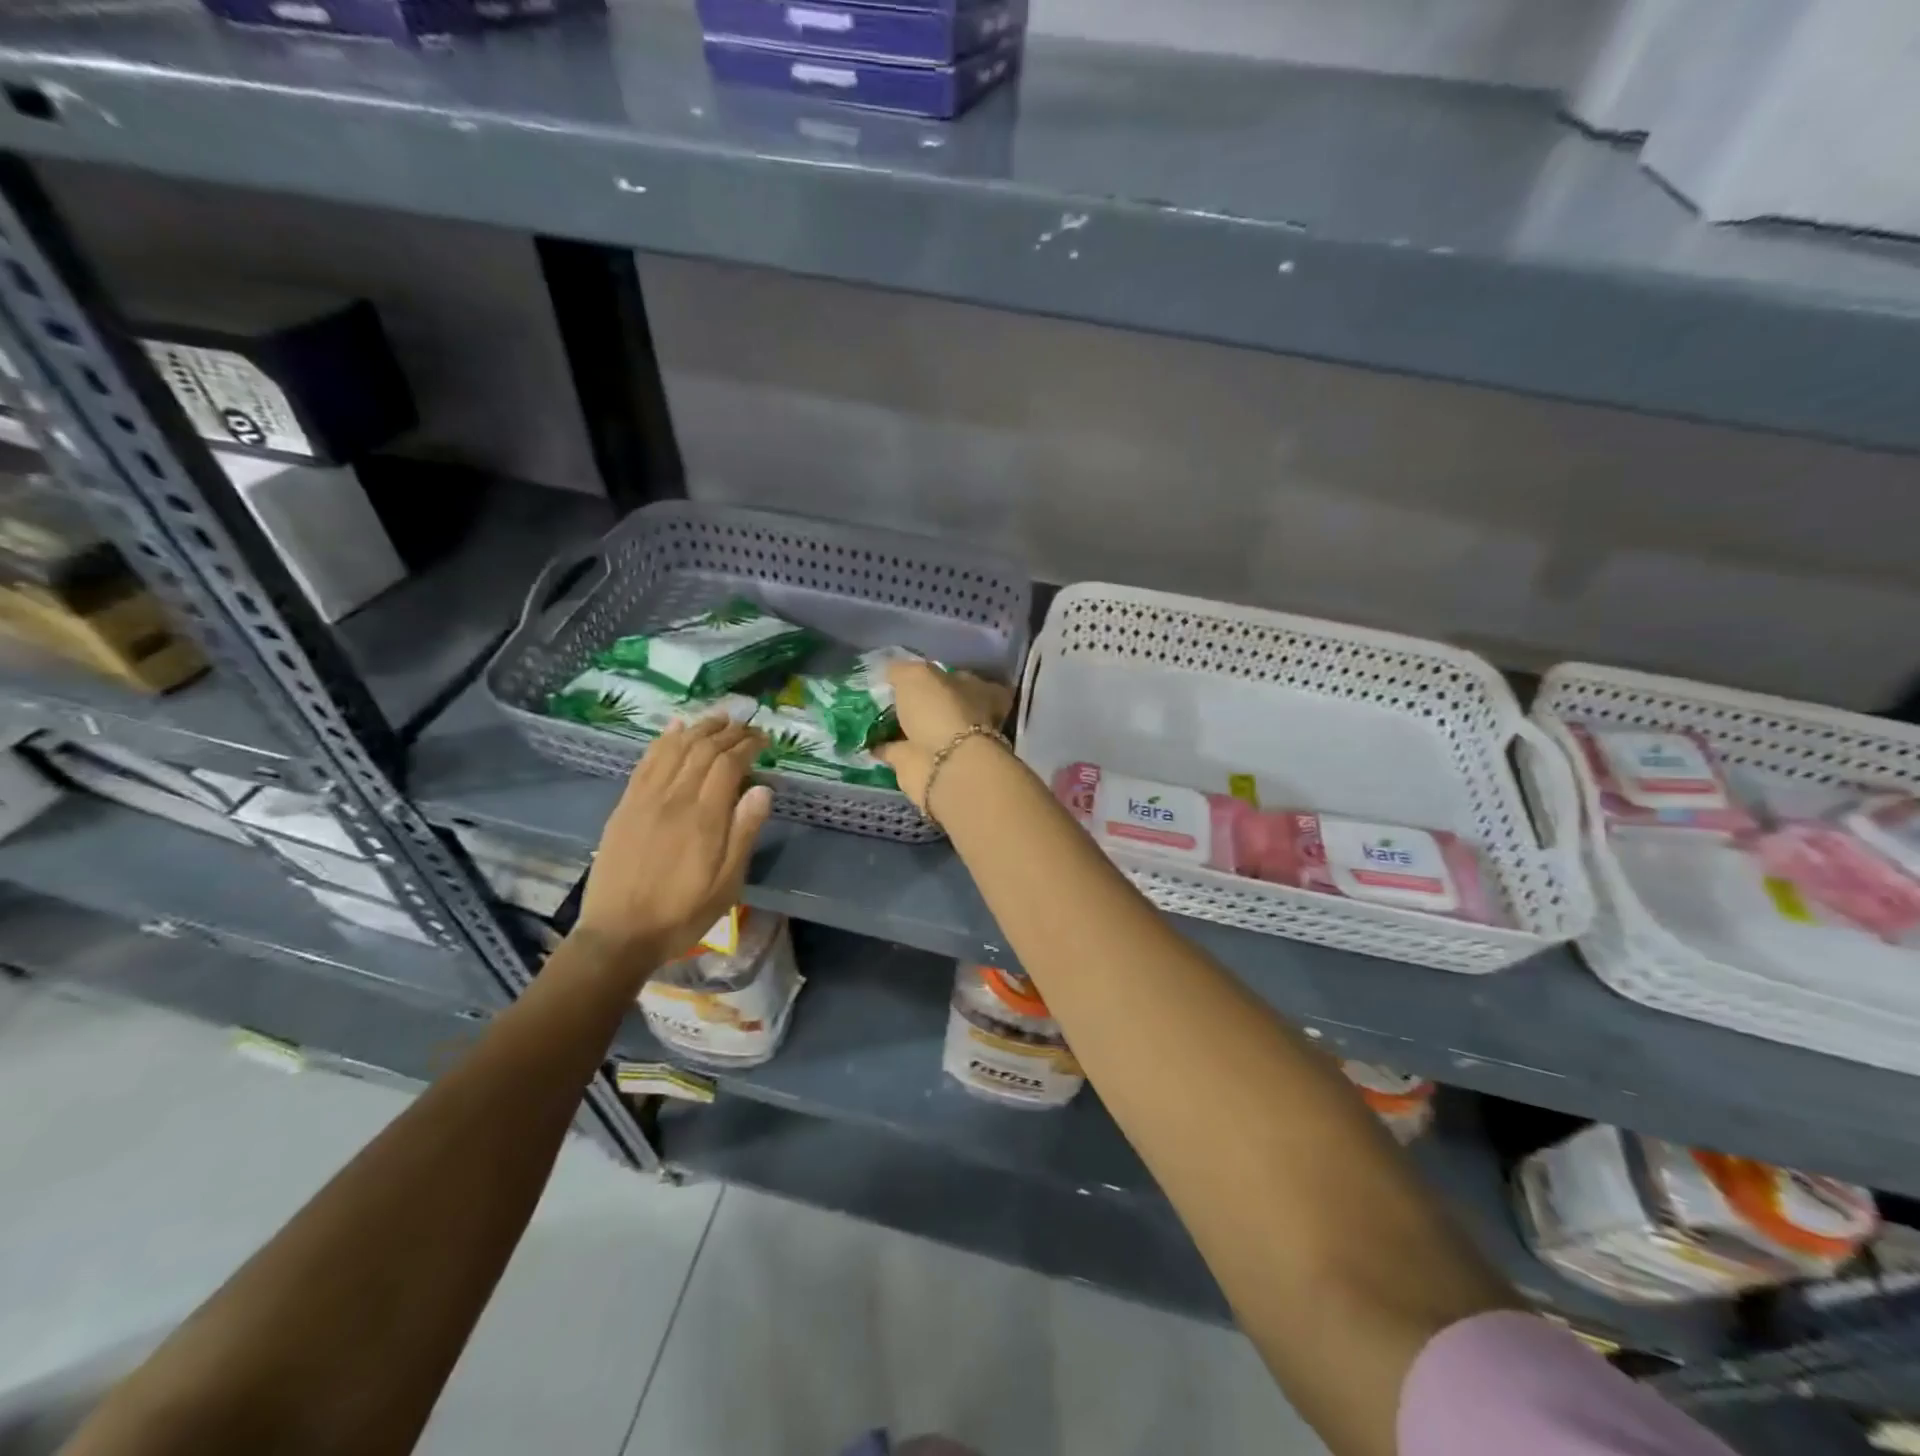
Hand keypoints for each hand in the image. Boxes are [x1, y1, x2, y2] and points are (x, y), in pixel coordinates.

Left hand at [573, 716, 772, 970]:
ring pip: (674, 749)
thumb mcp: (727, 884)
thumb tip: (764, 789)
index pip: (728, 765)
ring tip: (718, 717)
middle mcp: (674, 799)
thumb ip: (744, 834)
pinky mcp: (625, 806)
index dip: (747, 745)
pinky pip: (646, 762)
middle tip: (747, 725)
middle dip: (728, 732)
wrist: (619, 934)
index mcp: (703, 818)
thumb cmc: (682, 913)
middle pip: (702, 750)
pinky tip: (674, 728)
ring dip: (698, 728)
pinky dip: (663, 740)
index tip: (763, 739)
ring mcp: (645, 799)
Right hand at [873, 661, 1012, 812]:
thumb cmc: (941, 709)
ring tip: (871, 712)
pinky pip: (898, 750)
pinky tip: (863, 737)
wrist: (942, 765)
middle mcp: (969, 719)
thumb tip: (892, 671)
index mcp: (981, 693)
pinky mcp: (922, 765)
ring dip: (900, 724)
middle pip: (942, 705)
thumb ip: (903, 669)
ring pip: (920, 729)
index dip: (946, 676)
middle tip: (890, 692)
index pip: (967, 680)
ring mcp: (946, 744)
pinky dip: (883, 745)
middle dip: (921, 701)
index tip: (920, 672)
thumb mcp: (918, 674)